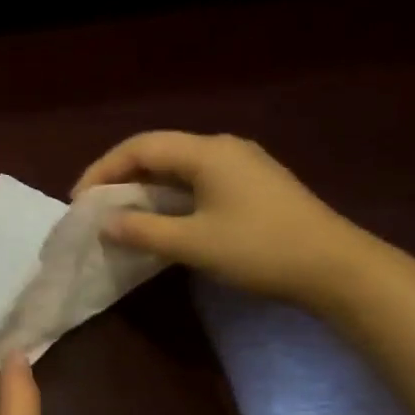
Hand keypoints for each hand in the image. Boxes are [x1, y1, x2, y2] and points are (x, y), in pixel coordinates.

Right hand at [73, 130, 369, 304]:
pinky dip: (171, 195)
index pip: (140, 147)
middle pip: (159, 152)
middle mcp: (223, 148)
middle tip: (96, 207)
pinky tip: (163, 218)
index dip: (103, 170)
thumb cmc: (259, 249)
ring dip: (146, 187)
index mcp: (206, 152)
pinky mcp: (254, 184)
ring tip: (121, 214)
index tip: (79, 201)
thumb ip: (144, 230)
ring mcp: (242, 164)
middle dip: (121, 177)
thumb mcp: (193, 243)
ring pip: (179, 167)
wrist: (335, 266)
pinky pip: (198, 180)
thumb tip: (106, 224)